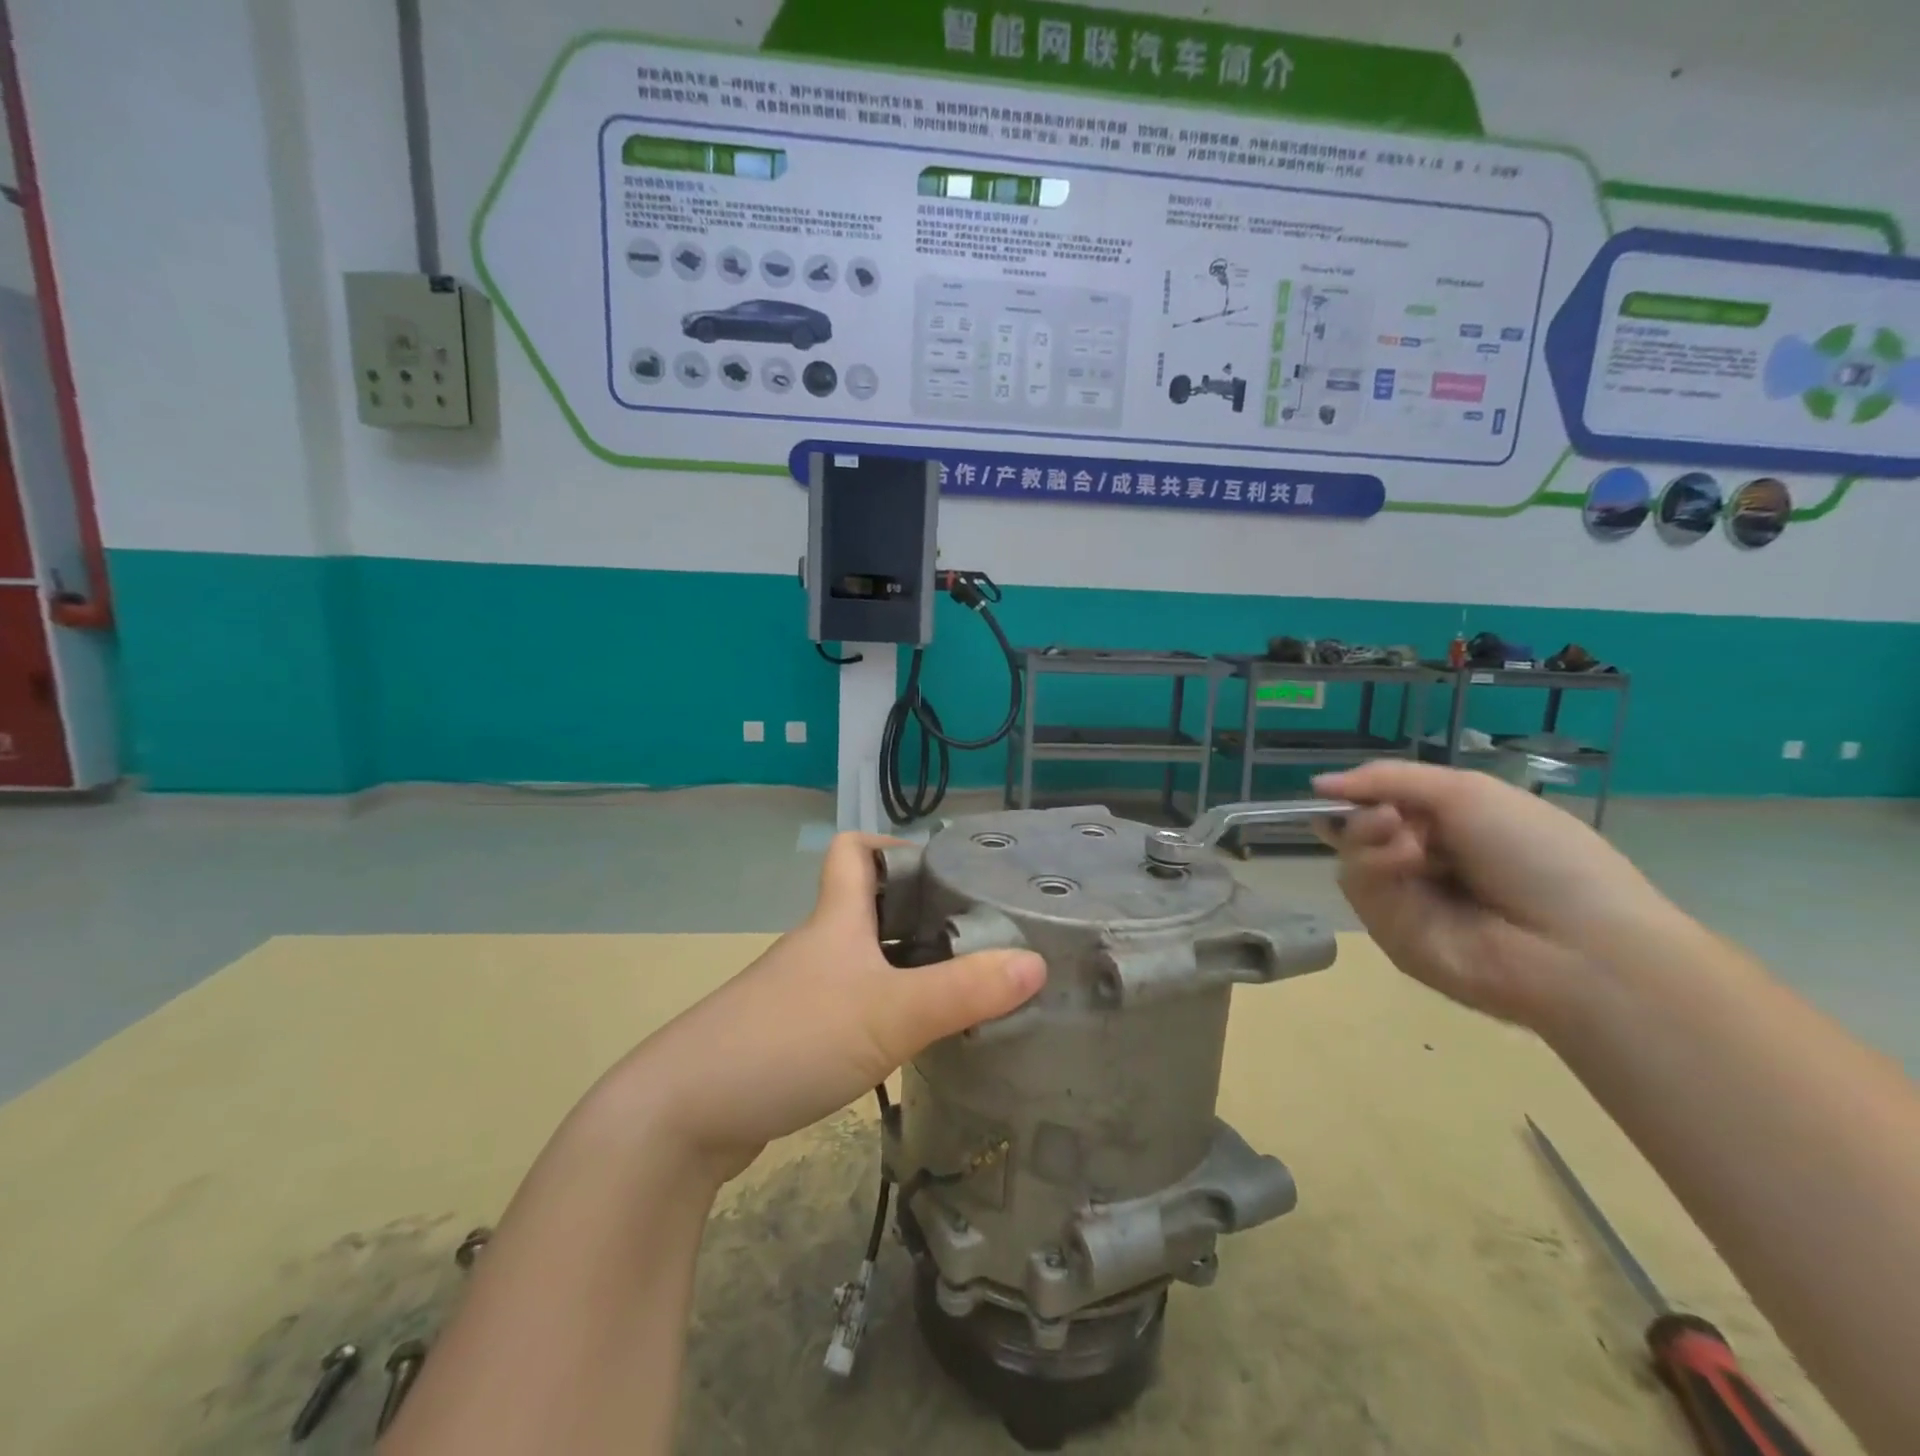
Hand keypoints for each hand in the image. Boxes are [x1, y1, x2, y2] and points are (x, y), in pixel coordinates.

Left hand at [621, 833, 1045, 1182]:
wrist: (682, 1116)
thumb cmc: (788, 1039)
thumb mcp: (888, 1014)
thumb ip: (963, 992)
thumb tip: (1036, 963)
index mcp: (834, 919)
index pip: (853, 850)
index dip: (894, 845)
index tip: (944, 868)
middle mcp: (817, 947)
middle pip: (869, 908)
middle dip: (920, 913)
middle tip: (978, 934)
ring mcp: (800, 994)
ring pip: (863, 962)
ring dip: (907, 968)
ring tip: (964, 989)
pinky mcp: (790, 1039)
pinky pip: (850, 1007)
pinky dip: (884, 1013)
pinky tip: (912, 1044)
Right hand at [1313, 761, 1681, 1028]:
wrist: (1576, 945)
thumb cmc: (1538, 855)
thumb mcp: (1468, 792)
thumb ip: (1389, 779)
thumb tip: (1318, 784)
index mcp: (1452, 830)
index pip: (1383, 807)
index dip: (1360, 796)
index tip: (1339, 790)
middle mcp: (1424, 865)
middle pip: (1358, 831)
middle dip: (1364, 815)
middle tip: (1390, 818)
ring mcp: (1406, 903)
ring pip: (1352, 858)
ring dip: (1370, 837)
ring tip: (1410, 842)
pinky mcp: (1390, 936)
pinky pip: (1360, 890)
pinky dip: (1375, 866)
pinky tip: (1408, 863)